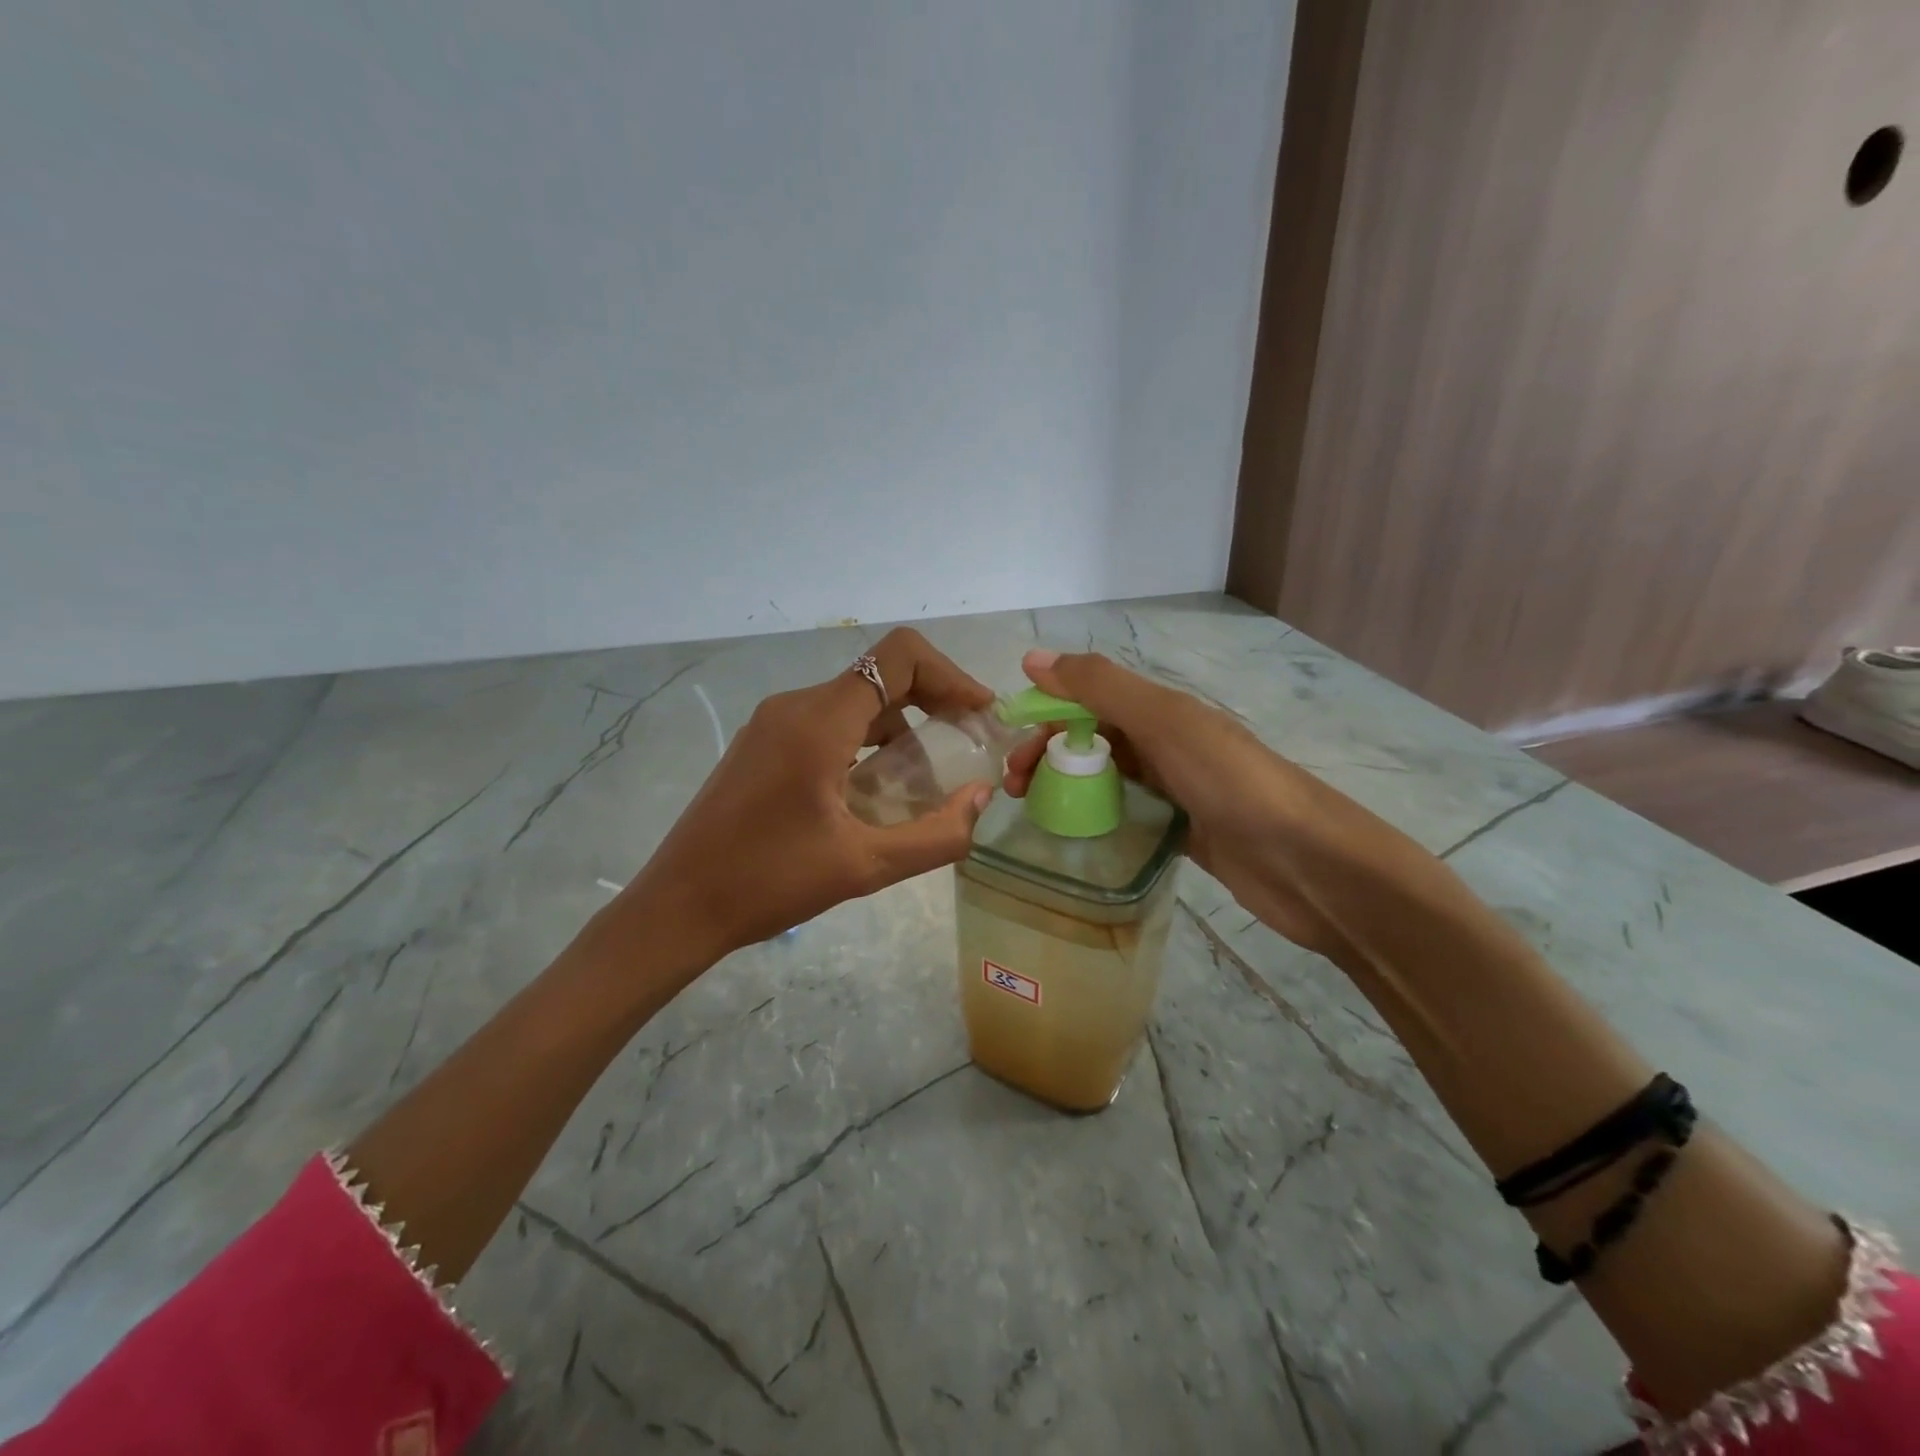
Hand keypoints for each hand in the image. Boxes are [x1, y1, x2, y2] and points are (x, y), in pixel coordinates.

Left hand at [626, 628, 997, 962]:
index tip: (980, 715)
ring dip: (900, 729)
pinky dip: (867, 743)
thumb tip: (980, 797)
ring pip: (856, 703)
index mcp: (818, 722)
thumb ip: (937, 834)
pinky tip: (876, 792)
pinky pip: (829, 724)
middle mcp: (795, 706)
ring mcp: (773, 723)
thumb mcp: (865, 867)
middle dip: (933, 703)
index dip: (950, 675)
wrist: (678, 906)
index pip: (899, 657)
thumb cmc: (769, 883)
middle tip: (966, 748)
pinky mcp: (763, 744)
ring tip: (925, 783)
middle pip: (881, 676)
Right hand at [1002, 648, 1360, 959]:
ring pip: (1106, 778)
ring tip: (1032, 812)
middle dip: (1049, 754)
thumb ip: (1100, 687)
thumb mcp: (1163, 722)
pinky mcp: (1181, 833)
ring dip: (1066, 786)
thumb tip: (1032, 658)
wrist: (1306, 862)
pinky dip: (1097, 819)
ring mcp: (1174, 790)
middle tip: (1015, 789)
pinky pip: (1127, 816)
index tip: (1012, 747)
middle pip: (1092, 739)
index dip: (1046, 713)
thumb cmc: (1230, 781)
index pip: (1088, 699)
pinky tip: (1072, 836)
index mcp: (1161, 711)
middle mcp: (1165, 744)